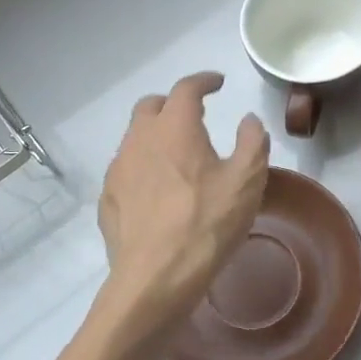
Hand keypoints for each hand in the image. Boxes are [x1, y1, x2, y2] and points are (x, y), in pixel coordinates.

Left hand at [100, 72, 269, 322]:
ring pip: (135, 138)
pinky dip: (143, 166)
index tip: (217, 83)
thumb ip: (252, 142)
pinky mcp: (108, 199)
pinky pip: (126, 170)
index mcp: (175, 128)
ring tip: (177, 155)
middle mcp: (140, 139)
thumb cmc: (207, 224)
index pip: (186, 88)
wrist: (155, 279)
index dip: (204, 81)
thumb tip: (248, 120)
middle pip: (151, 106)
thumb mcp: (247, 182)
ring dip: (156, 136)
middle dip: (173, 104)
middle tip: (194, 116)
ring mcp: (118, 169)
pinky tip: (158, 190)